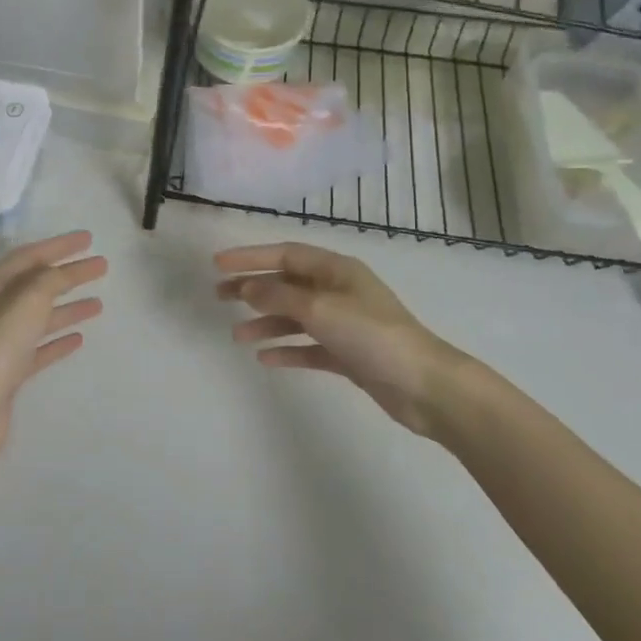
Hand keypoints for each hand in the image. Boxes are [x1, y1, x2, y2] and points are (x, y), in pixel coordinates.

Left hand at [0, 231, 106, 457]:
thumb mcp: (27, 301)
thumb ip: (48, 281)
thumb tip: (60, 273)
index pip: (29, 256)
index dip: (59, 245)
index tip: (89, 239)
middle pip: (37, 284)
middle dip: (69, 274)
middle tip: (101, 266)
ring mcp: (0, 342)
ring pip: (40, 316)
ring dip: (68, 306)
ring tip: (98, 303)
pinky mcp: (9, 371)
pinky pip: (39, 347)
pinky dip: (58, 340)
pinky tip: (78, 338)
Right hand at [215, 242, 456, 434]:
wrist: (423, 385)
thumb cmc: (372, 335)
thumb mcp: (320, 310)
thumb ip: (279, 297)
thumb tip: (247, 287)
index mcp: (336, 270)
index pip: (285, 254)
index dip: (250, 257)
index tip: (218, 264)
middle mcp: (338, 291)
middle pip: (287, 284)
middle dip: (253, 289)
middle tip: (219, 297)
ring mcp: (344, 323)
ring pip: (295, 317)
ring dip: (266, 323)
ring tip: (237, 336)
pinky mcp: (348, 354)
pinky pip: (309, 347)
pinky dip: (287, 350)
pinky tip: (265, 358)